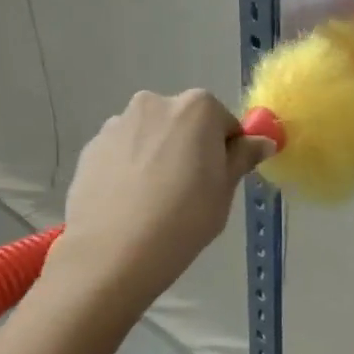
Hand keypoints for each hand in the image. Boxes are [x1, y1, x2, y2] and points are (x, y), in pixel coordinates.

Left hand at [47, 90, 271, 310]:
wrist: (114, 251)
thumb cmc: (186, 216)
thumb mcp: (226, 188)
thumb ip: (243, 156)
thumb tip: (263, 141)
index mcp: (196, 108)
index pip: (225, 122)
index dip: (227, 150)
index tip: (220, 179)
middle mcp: (154, 103)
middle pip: (185, 123)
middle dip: (191, 147)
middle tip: (192, 189)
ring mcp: (117, 123)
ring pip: (152, 136)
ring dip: (159, 155)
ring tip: (156, 199)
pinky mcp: (91, 147)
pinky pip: (124, 152)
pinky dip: (132, 168)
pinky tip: (132, 202)